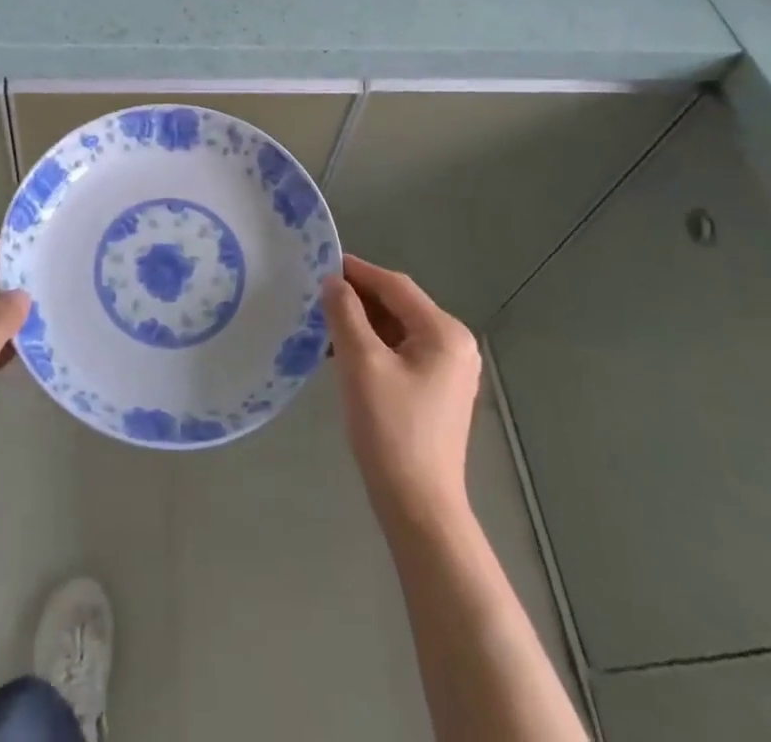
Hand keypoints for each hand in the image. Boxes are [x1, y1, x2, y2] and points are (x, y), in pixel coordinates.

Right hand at [322, 254, 481, 530]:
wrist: (418, 507)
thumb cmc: (391, 429)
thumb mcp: (361, 363)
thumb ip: (345, 314)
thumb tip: (333, 281)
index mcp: (444, 332)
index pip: (395, 286)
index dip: (357, 271)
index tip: (320, 263)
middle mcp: (454, 344)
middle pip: (398, 306)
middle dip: (358, 298)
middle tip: (316, 295)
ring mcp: (449, 370)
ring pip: (397, 329)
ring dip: (362, 323)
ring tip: (323, 323)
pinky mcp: (437, 391)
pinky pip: (401, 352)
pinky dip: (373, 346)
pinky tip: (343, 353)